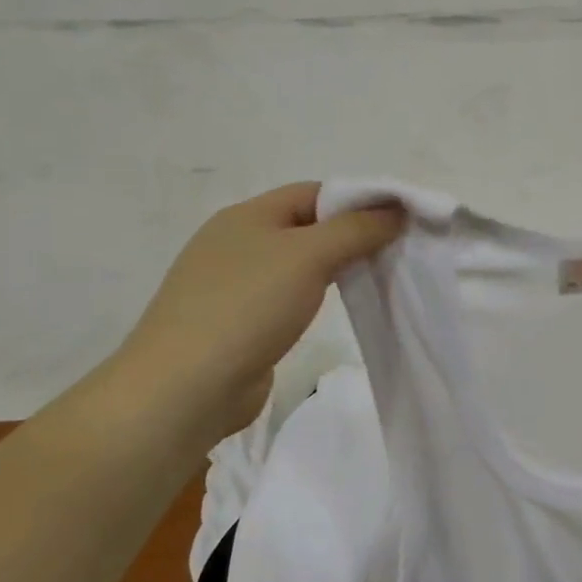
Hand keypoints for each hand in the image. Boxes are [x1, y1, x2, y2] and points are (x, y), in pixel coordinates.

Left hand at [108, 183, 402, 448]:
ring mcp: (230, 286)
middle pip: (304, 226)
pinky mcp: (234, 324)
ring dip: (331, 269)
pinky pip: (283, 298)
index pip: (312, 192)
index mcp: (246, 216)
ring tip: (369, 281)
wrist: (184, 389)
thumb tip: (395, 210)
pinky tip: (329, 312)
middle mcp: (234, 243)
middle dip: (348, 235)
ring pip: (294, 264)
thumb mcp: (309, 256)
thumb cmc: (247, 307)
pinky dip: (311, 299)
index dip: (356, 200)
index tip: (397, 221)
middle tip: (391, 252)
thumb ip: (356, 229)